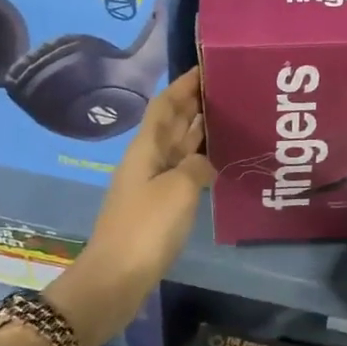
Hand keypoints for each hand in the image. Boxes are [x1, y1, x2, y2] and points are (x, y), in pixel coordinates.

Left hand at [52, 68, 213, 345]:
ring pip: (178, 146)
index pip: (165, 105)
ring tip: (230, 117)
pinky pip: (182, 171)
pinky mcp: (157, 207)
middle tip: (228, 89)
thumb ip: (197, 165)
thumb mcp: (179, 189)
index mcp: (146, 148)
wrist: (116, 278)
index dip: (183, 84)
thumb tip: (206, 159)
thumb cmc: (146, 227)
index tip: (207, 67)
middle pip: (172, 123)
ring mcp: (151, 184)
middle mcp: (147, 160)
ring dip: (199, 130)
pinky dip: (200, 160)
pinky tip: (220, 161)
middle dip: (195, 103)